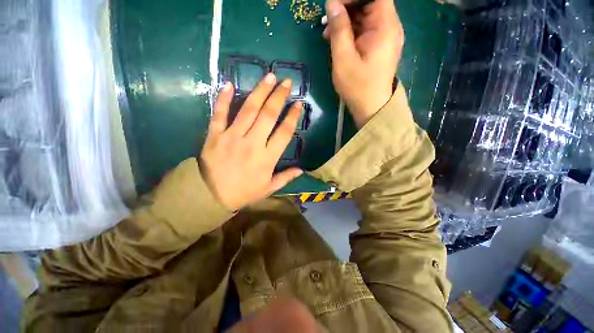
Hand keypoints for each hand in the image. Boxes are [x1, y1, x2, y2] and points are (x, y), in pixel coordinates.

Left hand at [199, 74, 302, 210]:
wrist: (211, 196)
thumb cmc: (244, 192)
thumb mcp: (268, 188)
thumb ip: (285, 178)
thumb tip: (302, 170)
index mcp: (267, 158)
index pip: (284, 132)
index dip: (292, 117)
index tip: (298, 104)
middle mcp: (252, 143)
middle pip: (268, 115)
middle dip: (279, 96)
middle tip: (286, 82)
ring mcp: (232, 137)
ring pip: (248, 110)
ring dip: (260, 91)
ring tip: (269, 76)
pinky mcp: (215, 135)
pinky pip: (219, 114)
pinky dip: (223, 99)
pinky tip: (229, 84)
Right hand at [324, 0, 404, 127]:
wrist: (371, 108)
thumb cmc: (358, 86)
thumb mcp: (343, 59)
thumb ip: (338, 29)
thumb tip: (332, 4)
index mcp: (385, 26)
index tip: (334, 5)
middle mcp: (389, 27)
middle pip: (369, 4)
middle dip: (346, 9)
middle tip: (327, 23)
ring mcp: (385, 38)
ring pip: (365, 17)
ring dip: (346, 22)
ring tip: (328, 35)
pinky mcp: (379, 47)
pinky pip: (365, 31)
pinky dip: (351, 33)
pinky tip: (338, 42)